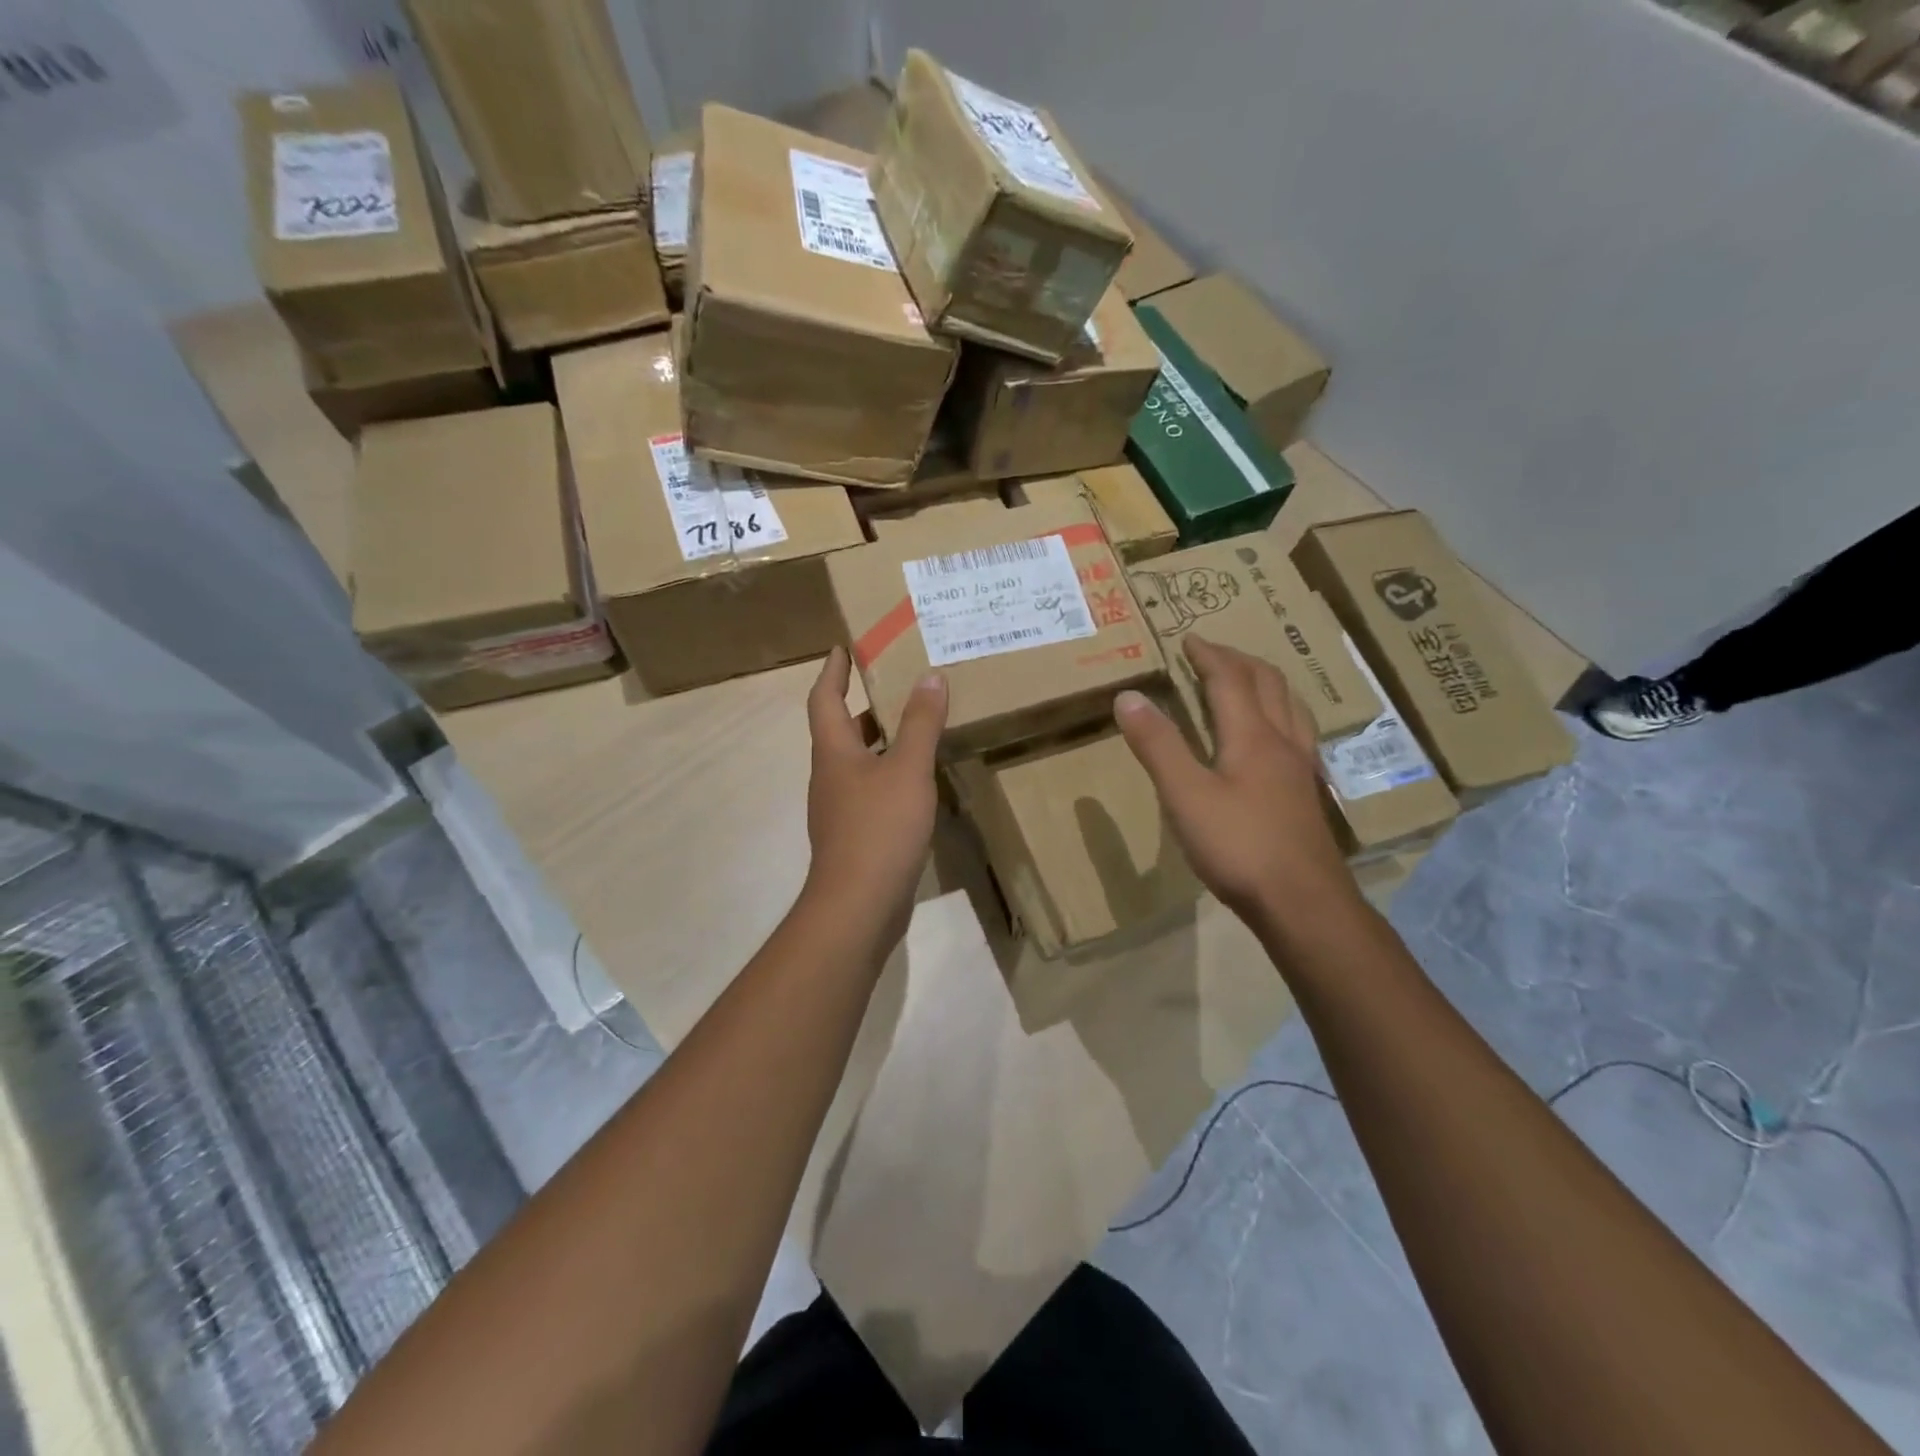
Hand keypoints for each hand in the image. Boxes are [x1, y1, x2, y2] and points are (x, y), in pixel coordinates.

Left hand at [801, 648, 946, 944]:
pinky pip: (871, 790)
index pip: (824, 698)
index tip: (843, 646)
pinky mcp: (855, 835)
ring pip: (858, 761)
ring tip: (914, 724)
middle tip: (894, 680)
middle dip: (862, 703)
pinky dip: (890, 773)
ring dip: (880, 739)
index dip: (833, 670)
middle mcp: (830, 775)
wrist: (858, 905)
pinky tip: (917, 779)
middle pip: (840, 728)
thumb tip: (930, 676)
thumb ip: (920, 724)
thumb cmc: (879, 828)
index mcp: (834, 751)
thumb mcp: (907, 770)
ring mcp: (840, 808)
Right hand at [1115, 635, 1357, 928]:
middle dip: (1239, 661)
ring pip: (1291, 707)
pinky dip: (1280, 715)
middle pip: (1268, 685)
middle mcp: (1283, 742)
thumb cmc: (1239, 846)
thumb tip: (1128, 696)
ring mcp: (1300, 769)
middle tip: (1212, 654)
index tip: (1189, 639)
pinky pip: (1298, 734)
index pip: (1230, 680)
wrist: (1303, 903)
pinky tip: (1274, 738)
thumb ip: (1158, 745)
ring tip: (1247, 681)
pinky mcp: (1306, 795)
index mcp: (1252, 736)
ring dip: (1266, 684)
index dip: (1209, 655)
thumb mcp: (1185, 795)